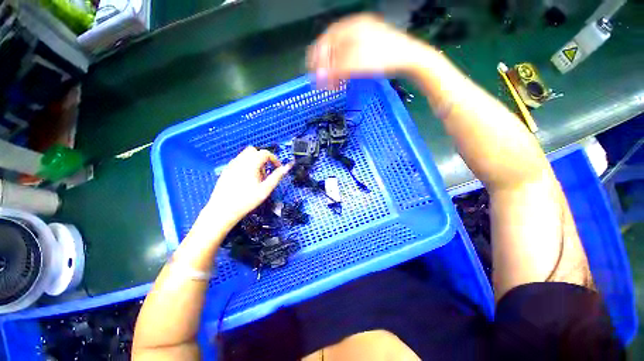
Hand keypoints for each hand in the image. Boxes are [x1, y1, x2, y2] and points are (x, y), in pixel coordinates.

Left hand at [198, 146, 291, 229]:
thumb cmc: (246, 200)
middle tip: (266, 173)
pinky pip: (239, 161)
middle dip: (263, 159)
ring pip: (246, 155)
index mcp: (251, 164)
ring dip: (255, 161)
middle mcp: (240, 161)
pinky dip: (246, 165)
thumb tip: (286, 168)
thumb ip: (277, 177)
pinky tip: (246, 179)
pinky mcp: (226, 170)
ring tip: (256, 177)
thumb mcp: (265, 189)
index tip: (278, 168)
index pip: (265, 153)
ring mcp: (231, 165)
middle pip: (254, 151)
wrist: (223, 210)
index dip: (274, 159)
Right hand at [307, 14, 426, 88]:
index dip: (317, 58)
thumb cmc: (383, 58)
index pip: (326, 41)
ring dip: (335, 70)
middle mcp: (355, 29)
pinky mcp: (369, 48)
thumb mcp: (356, 63)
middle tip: (322, 83)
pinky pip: (351, 57)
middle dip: (326, 67)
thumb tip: (317, 78)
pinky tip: (344, 79)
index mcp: (351, 27)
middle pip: (333, 48)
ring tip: (333, 85)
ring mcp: (363, 38)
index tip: (312, 73)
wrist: (409, 59)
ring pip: (342, 54)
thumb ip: (335, 70)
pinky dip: (345, 69)